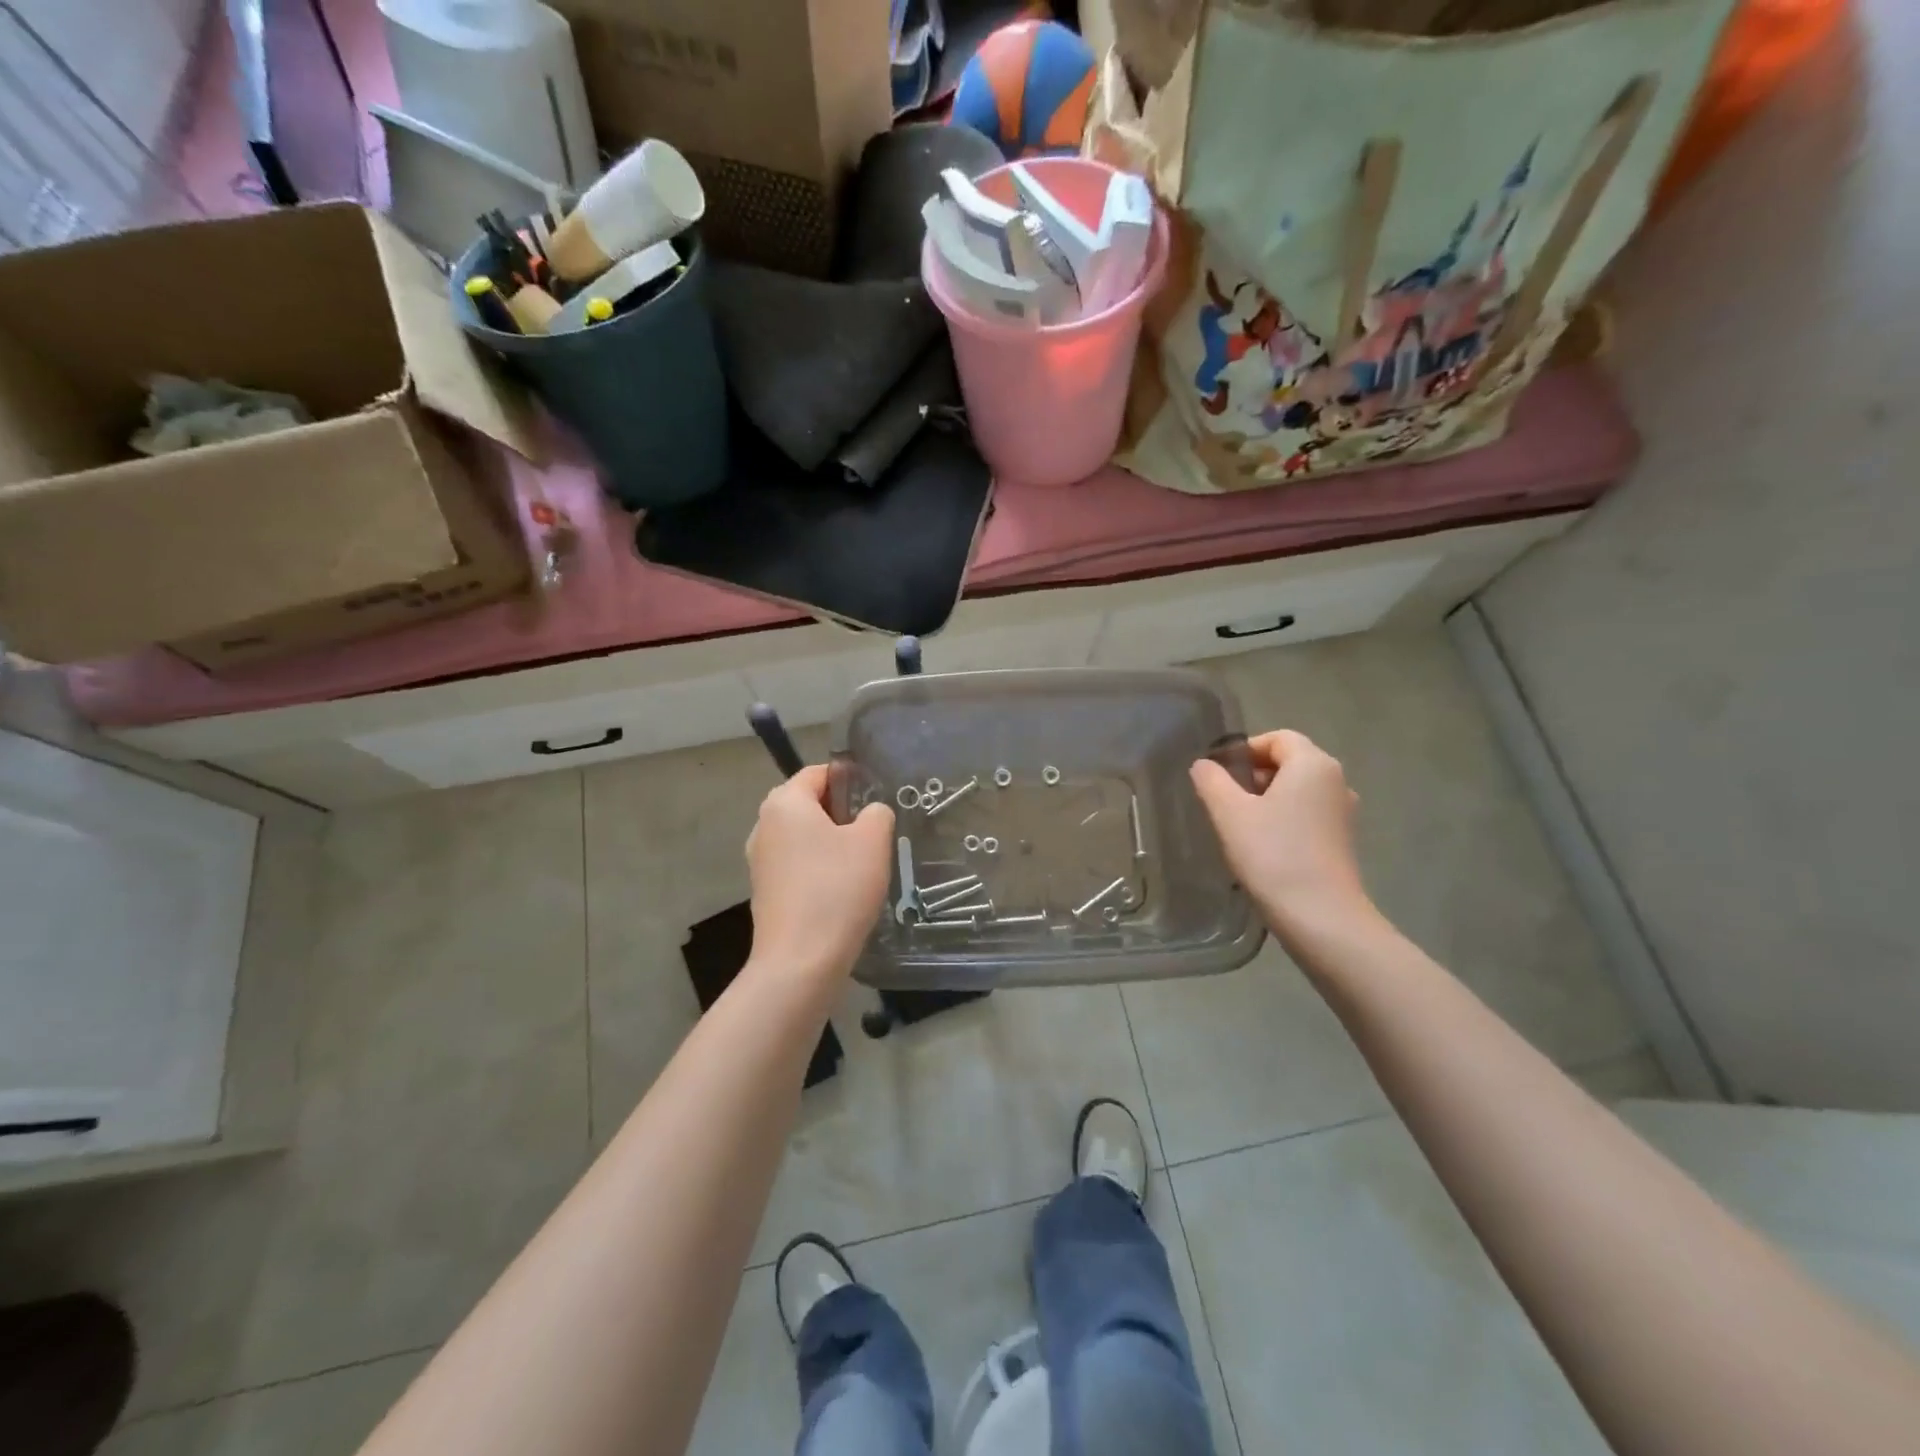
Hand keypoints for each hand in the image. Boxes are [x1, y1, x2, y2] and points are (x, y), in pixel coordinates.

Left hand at [745, 765, 894, 982]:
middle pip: (809, 805)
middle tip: (874, 835)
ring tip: (862, 866)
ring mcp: (760, 861)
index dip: (850, 781)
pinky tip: (842, 892)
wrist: (800, 961)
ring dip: (831, 845)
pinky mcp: (765, 891)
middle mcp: (763, 825)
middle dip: (842, 815)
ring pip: (804, 838)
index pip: (818, 773)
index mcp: (784, 802)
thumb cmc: (837, 889)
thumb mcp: (873, 841)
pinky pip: (797, 866)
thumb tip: (870, 813)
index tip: (876, 802)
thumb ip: (877, 813)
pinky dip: (819, 870)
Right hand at [1190, 730, 1370, 943]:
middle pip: (1290, 762)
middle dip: (1254, 774)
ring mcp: (1343, 813)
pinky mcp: (1342, 841)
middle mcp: (1336, 781)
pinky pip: (1308, 815)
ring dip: (1267, 799)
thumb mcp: (1229, 813)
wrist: (1321, 917)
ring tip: (1238, 825)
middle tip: (1223, 799)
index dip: (1245, 749)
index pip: (1278, 738)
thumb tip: (1204, 765)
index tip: (1218, 773)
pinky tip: (1262, 847)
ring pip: (1298, 791)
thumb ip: (1211, 781)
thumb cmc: (1273, 855)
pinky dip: (1284, 820)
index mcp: (1313, 764)